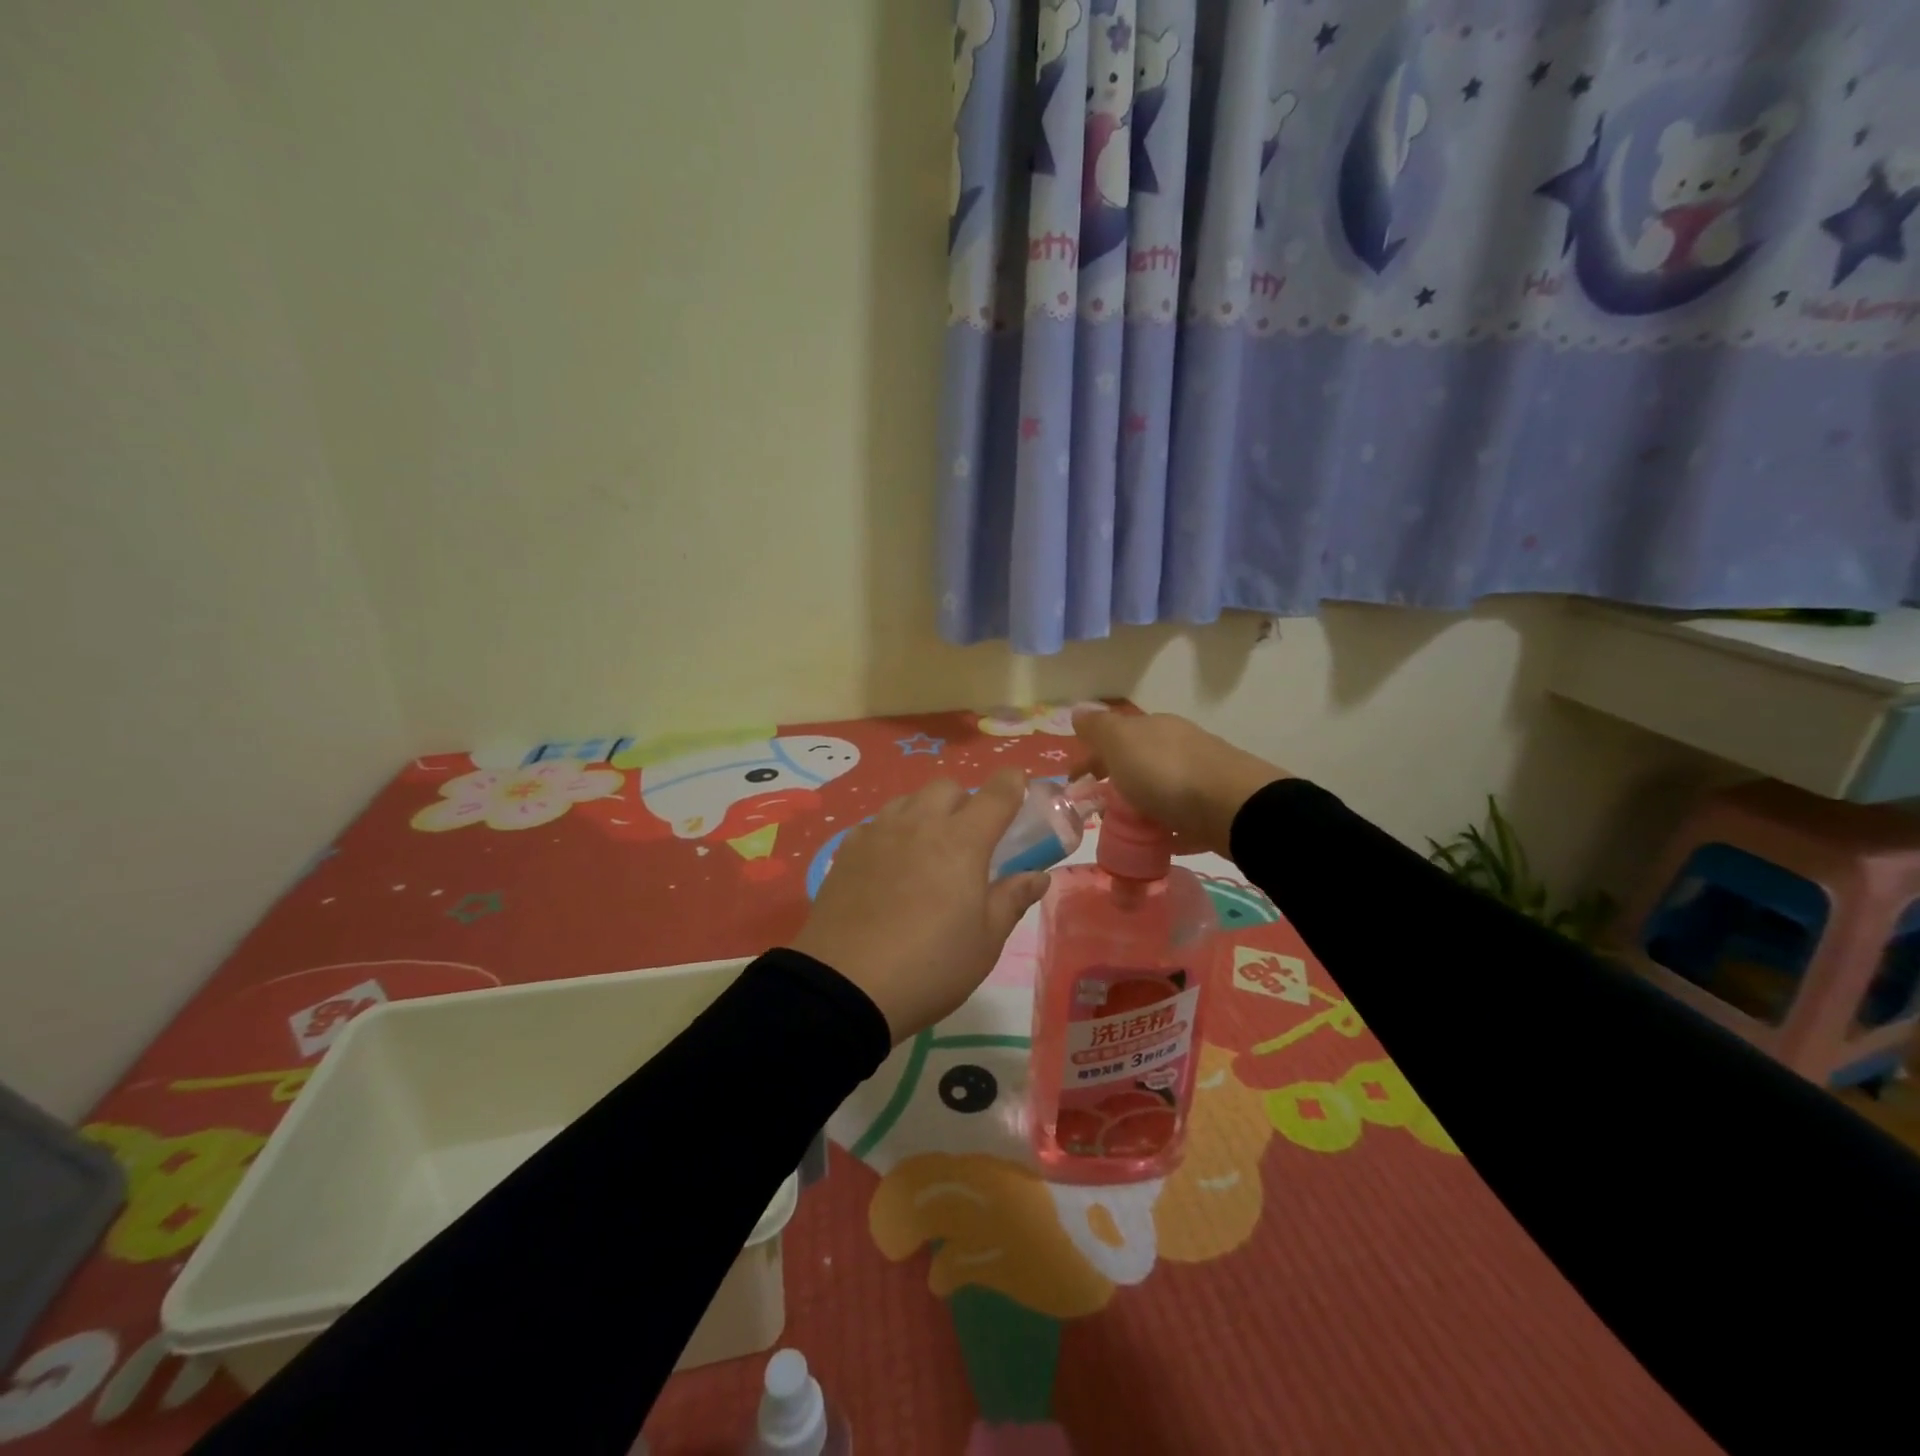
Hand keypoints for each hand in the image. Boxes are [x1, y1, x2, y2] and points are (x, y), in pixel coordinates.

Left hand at [791, 771, 1049, 1041]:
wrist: (845, 986)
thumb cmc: (930, 966)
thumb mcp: (985, 942)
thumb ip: (1012, 900)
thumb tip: (1037, 876)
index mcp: (963, 841)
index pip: (996, 794)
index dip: (1013, 783)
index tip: (1019, 786)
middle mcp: (920, 824)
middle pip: (947, 787)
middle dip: (965, 801)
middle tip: (970, 838)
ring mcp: (879, 833)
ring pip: (909, 800)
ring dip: (926, 812)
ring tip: (927, 848)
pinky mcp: (847, 850)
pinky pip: (877, 823)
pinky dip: (892, 832)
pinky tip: (889, 864)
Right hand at [1072, 709, 1284, 856]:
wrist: (1235, 808)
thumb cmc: (1167, 773)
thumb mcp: (1121, 742)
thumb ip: (1098, 728)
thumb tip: (1078, 710)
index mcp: (1154, 727)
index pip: (1114, 736)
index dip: (1090, 758)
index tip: (1073, 785)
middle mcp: (1179, 745)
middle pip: (1138, 762)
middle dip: (1115, 782)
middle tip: (1097, 811)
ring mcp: (1201, 777)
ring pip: (1160, 789)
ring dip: (1140, 805)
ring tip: (1124, 832)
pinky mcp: (1216, 809)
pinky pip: (1181, 818)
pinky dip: (1165, 828)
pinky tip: (1157, 844)